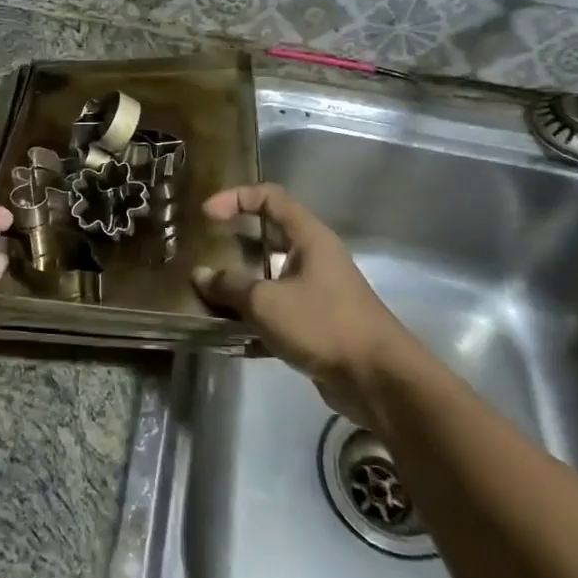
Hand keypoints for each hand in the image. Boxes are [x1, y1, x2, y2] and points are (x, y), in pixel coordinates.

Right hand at [192, 184, 414, 426]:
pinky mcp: (316, 325)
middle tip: (204, 251)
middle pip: (269, 237)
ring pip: (270, 278)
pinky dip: (254, 320)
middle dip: (234, 243)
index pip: (270, 198)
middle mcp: (314, 258)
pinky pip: (277, 312)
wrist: (377, 379)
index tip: (206, 215)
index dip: (236, 198)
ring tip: (207, 295)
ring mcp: (317, 292)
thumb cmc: (323, 324)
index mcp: (309, 238)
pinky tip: (228, 336)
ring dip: (240, 286)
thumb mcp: (266, 302)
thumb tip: (199, 275)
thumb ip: (229, 287)